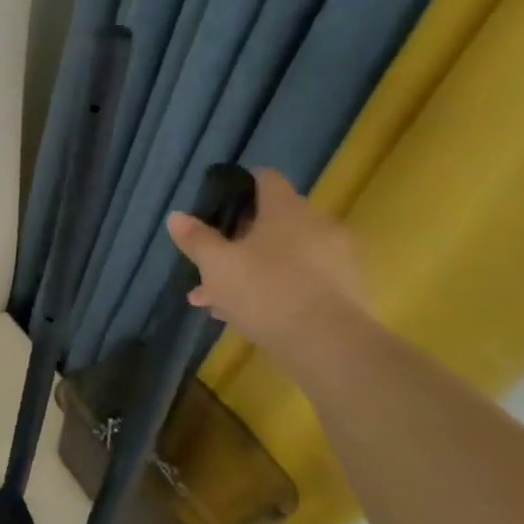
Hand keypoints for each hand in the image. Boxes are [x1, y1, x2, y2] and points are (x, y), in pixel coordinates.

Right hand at [165, 169, 364, 358]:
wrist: (330, 345)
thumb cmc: (265, 291)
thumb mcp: (216, 265)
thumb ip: (196, 238)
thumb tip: (177, 216)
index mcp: (287, 210)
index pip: (266, 178)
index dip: (240, 185)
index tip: (218, 203)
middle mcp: (317, 225)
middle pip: (272, 221)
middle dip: (238, 240)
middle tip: (210, 263)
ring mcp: (336, 259)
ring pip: (283, 255)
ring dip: (252, 269)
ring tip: (218, 300)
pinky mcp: (346, 291)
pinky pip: (301, 280)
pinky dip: (275, 289)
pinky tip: (247, 315)